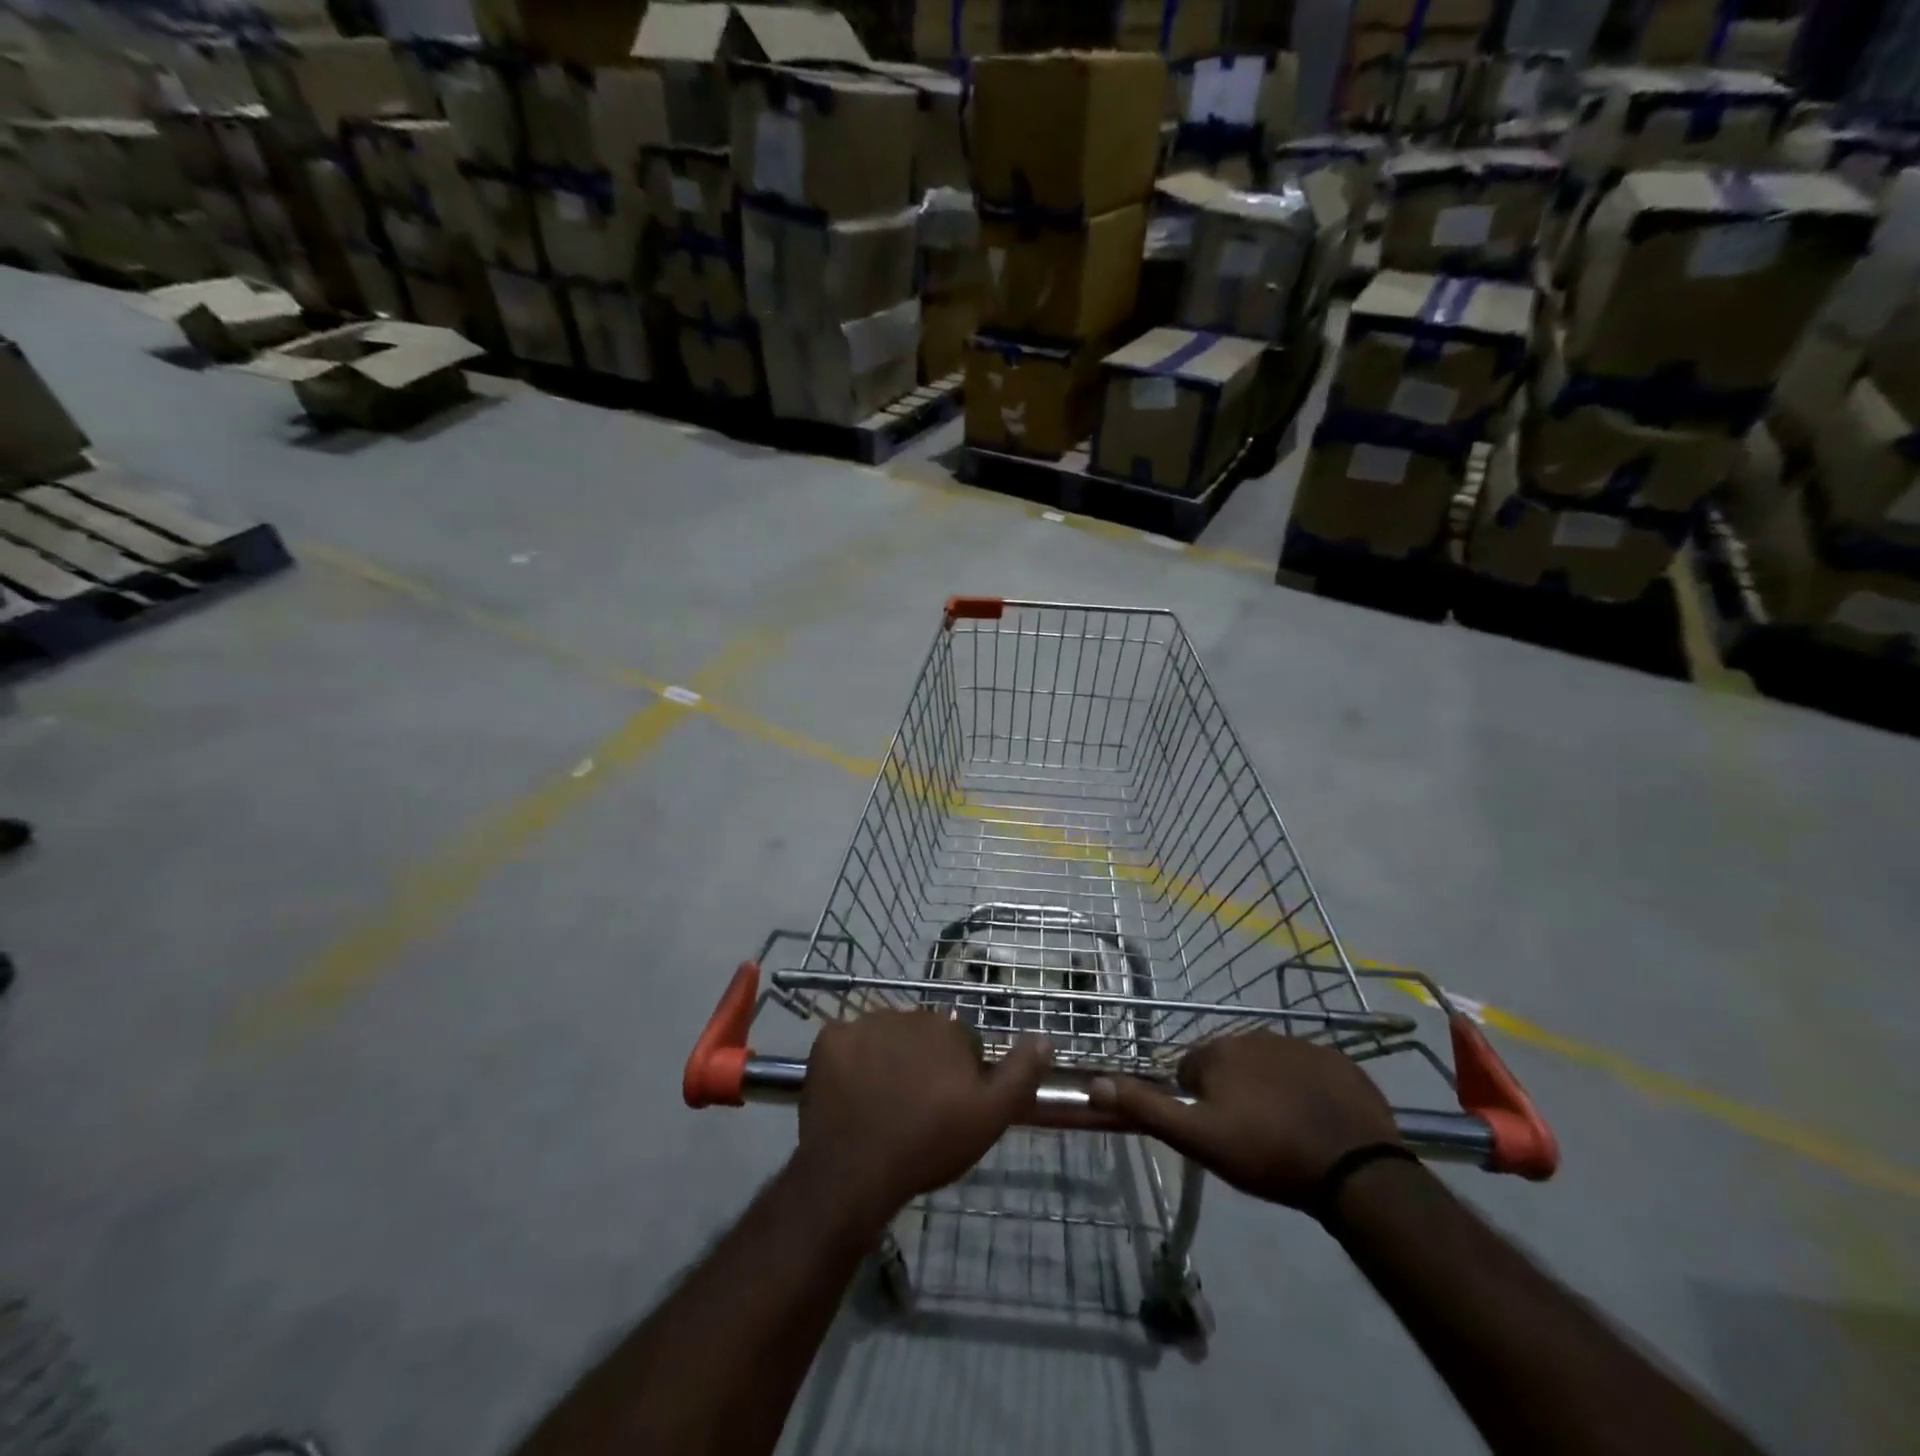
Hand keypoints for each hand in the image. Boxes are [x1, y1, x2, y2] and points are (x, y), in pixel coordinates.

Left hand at [794, 1011, 1051, 1228]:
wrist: (854, 1171)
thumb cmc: (928, 1144)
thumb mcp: (990, 1117)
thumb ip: (1020, 1073)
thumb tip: (1045, 1037)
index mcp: (947, 1029)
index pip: (960, 1043)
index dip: (958, 1076)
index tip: (949, 1107)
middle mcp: (906, 1014)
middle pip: (921, 1036)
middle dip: (922, 1063)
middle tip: (915, 1108)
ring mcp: (863, 1024)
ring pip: (883, 1037)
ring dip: (886, 1059)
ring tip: (881, 1104)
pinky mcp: (829, 1039)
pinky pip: (845, 1043)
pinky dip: (849, 1062)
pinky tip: (851, 1094)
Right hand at [1089, 1032, 1400, 1208]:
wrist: (1355, 1168)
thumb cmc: (1267, 1152)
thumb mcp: (1198, 1138)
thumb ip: (1147, 1108)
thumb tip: (1095, 1083)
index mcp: (1219, 1051)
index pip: (1190, 1069)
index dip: (1198, 1103)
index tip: (1216, 1133)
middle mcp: (1254, 1035)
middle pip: (1230, 1065)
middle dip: (1233, 1093)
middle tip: (1249, 1137)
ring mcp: (1300, 1045)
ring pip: (1269, 1067)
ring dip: (1268, 1090)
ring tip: (1284, 1134)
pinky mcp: (1338, 1061)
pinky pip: (1310, 1072)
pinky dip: (1306, 1091)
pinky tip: (1317, 1123)